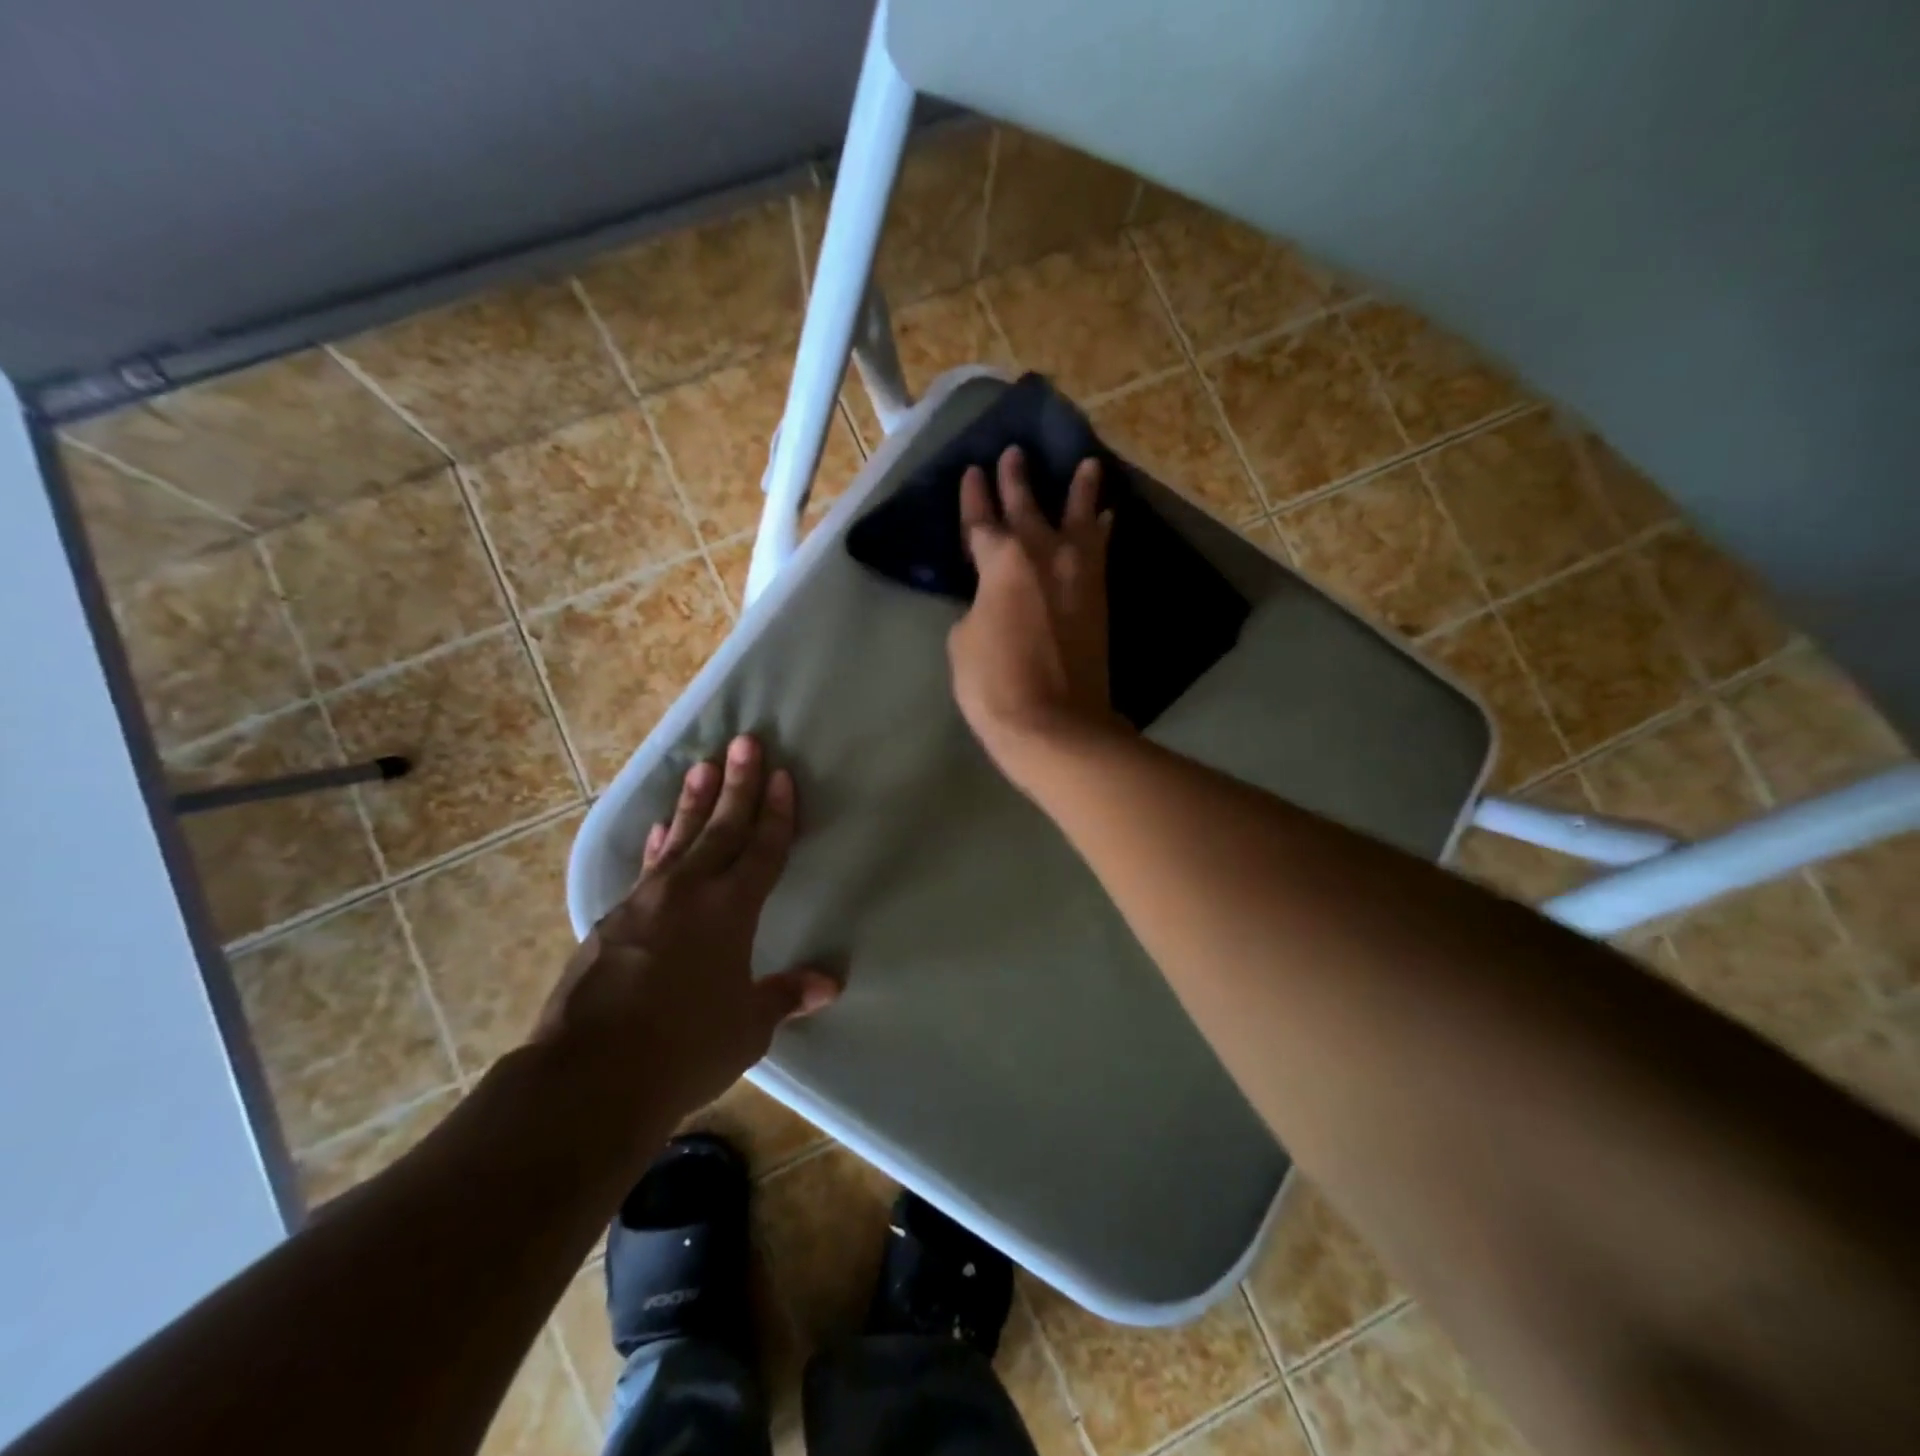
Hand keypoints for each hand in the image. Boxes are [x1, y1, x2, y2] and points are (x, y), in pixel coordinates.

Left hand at [535, 735, 838, 1122]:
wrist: (588, 1079)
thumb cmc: (684, 1049)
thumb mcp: (747, 1028)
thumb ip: (786, 996)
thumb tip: (830, 983)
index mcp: (729, 911)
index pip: (762, 849)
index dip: (776, 812)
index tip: (781, 774)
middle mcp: (688, 893)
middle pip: (721, 828)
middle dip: (737, 785)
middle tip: (745, 742)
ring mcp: (644, 903)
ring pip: (678, 838)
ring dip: (694, 802)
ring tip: (702, 766)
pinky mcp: (610, 922)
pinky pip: (646, 869)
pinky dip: (658, 844)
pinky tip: (660, 828)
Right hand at [947, 445, 1125, 788]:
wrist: (1057, 726)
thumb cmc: (996, 685)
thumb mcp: (963, 643)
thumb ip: (977, 608)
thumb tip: (992, 602)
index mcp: (1001, 563)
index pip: (982, 522)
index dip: (975, 497)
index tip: (973, 472)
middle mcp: (1043, 556)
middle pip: (1028, 509)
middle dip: (1017, 480)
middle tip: (1015, 453)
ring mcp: (1077, 576)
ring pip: (1078, 520)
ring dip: (1080, 491)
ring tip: (1087, 464)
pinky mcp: (1098, 599)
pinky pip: (1101, 552)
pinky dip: (1103, 532)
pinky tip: (1108, 517)